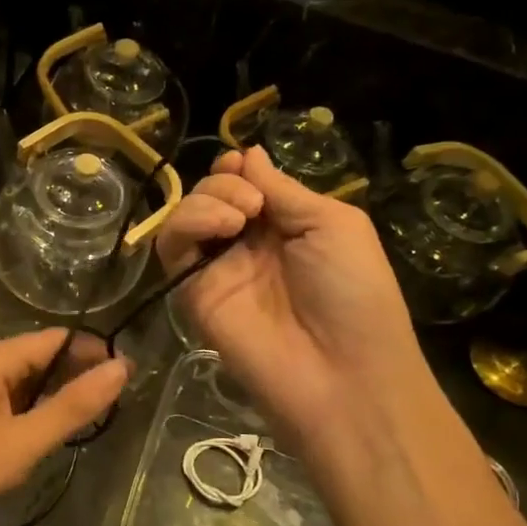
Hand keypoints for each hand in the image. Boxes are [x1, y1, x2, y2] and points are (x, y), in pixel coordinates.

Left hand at [0, 330, 129, 525]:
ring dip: (58, 396)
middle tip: (117, 405)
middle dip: (79, 374)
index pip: (58, 339)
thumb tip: (122, 367)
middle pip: (43, 357)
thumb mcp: (22, 442)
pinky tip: (50, 435)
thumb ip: (72, 406)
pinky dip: (35, 412)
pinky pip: (11, 402)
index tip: (130, 376)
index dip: (95, 352)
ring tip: (93, 421)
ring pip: (27, 382)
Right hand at [156, 146, 427, 448]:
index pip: (244, 185)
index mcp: (284, 226)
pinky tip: (221, 227)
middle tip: (252, 204)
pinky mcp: (191, 292)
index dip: (238, 169)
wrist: (341, 373)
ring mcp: (216, 269)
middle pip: (211, 194)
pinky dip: (187, 223)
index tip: (242, 165)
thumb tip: (248, 153)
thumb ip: (284, 189)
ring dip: (207, 199)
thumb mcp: (334, 224)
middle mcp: (246, 245)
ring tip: (239, 217)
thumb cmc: (355, 293)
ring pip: (186, 215)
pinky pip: (172, 246)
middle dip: (225, 183)